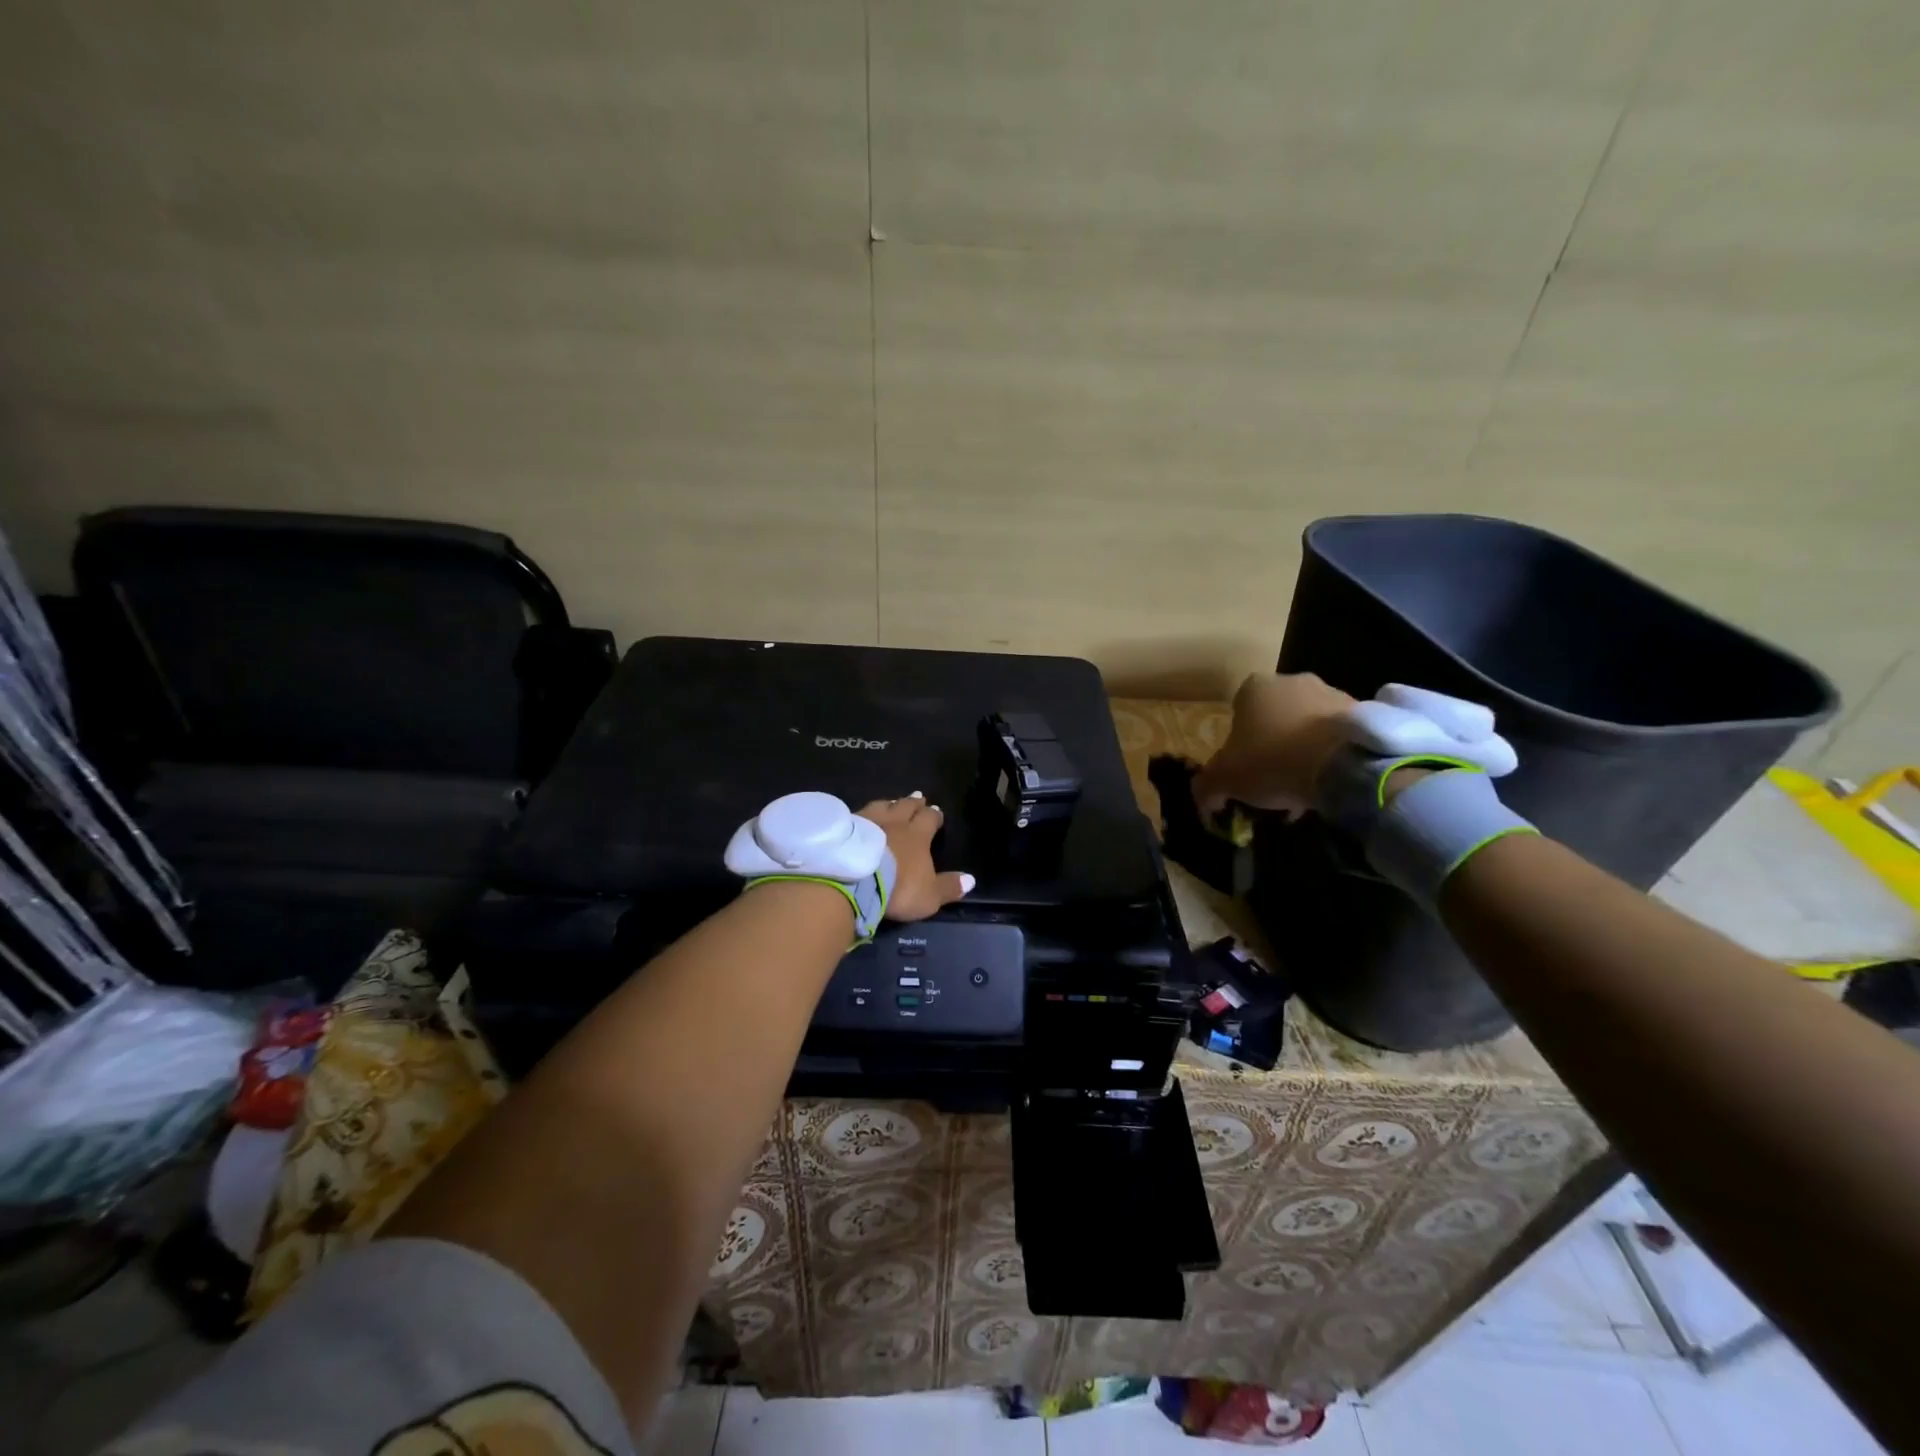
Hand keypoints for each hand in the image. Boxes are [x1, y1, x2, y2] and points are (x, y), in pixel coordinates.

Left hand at [857, 793, 975, 921]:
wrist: (855, 881)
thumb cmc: (898, 889)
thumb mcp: (929, 895)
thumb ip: (949, 887)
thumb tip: (971, 879)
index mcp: (918, 836)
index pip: (929, 819)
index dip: (934, 815)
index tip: (937, 811)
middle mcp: (895, 822)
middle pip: (906, 806)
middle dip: (914, 803)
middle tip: (918, 798)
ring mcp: (868, 821)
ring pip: (882, 806)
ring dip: (889, 803)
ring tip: (892, 801)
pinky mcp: (846, 827)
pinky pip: (858, 814)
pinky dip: (864, 814)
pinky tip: (862, 816)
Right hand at [1192, 672, 1356, 818]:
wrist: (1344, 765)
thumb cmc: (1273, 762)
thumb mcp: (1224, 779)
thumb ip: (1206, 786)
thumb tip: (1204, 800)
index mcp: (1254, 687)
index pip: (1237, 712)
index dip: (1237, 743)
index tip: (1243, 769)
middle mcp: (1292, 681)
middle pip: (1274, 717)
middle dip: (1272, 745)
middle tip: (1272, 780)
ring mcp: (1331, 693)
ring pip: (1306, 726)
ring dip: (1302, 750)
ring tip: (1303, 788)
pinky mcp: (1363, 712)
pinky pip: (1336, 736)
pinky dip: (1330, 755)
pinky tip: (1327, 783)